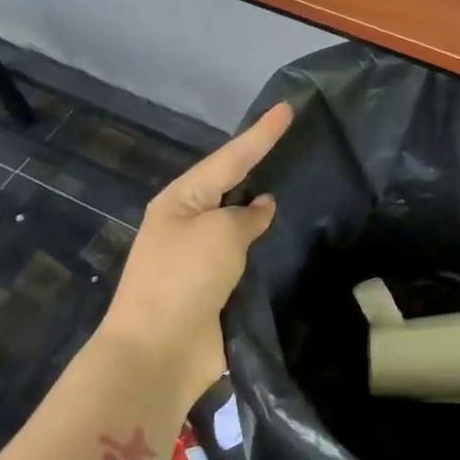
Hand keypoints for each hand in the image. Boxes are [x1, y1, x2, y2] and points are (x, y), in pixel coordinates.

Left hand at [95, 102, 291, 405]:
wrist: (159, 351)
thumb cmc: (184, 278)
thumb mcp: (220, 233)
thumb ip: (247, 215)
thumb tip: (262, 208)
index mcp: (181, 199)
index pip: (230, 157)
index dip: (261, 133)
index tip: (288, 107)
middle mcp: (188, 222)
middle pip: (232, 185)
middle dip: (260, 165)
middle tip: (296, 142)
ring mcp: (200, 257)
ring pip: (240, 222)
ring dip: (264, 209)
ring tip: (300, 184)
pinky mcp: (215, 287)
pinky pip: (246, 256)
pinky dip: (266, 245)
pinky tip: (290, 238)